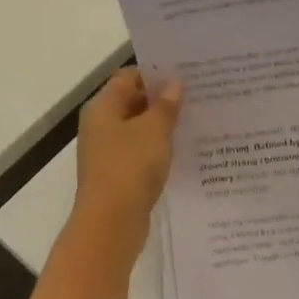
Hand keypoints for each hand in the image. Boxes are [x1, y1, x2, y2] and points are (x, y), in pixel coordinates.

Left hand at [73, 68, 182, 235]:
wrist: (110, 224)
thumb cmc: (130, 167)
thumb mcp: (154, 131)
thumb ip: (166, 105)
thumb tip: (174, 83)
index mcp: (103, 107)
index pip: (129, 77)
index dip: (155, 73)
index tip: (185, 74)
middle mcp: (100, 125)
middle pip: (132, 101)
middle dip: (162, 99)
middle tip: (198, 95)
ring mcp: (107, 151)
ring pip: (138, 128)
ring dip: (162, 125)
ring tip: (196, 120)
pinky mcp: (117, 174)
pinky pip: (139, 152)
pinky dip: (157, 148)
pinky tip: (182, 150)